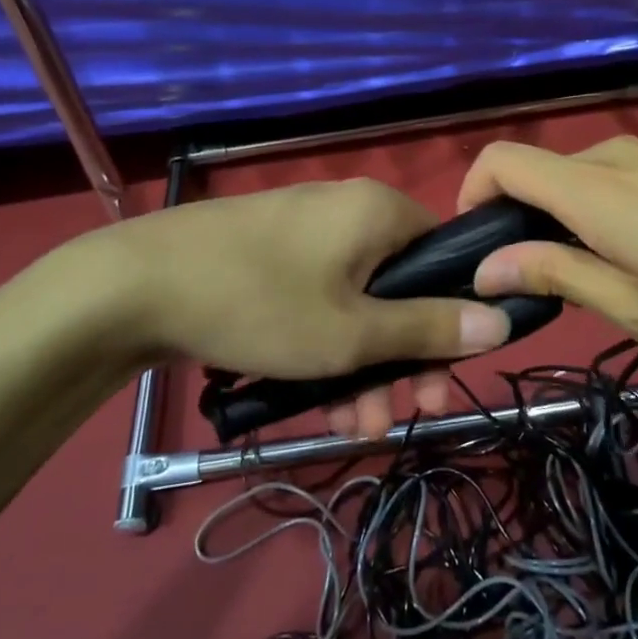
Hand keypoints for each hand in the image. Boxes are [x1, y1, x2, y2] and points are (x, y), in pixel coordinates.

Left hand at [45, 179, 510, 391]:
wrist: (136, 285)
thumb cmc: (262, 301)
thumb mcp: (353, 331)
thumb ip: (428, 328)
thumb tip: (501, 320)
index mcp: (379, 212)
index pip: (443, 256)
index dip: (450, 318)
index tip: (441, 374)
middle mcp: (348, 211)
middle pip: (398, 287)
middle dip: (400, 358)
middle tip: (397, 416)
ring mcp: (305, 232)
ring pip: (354, 303)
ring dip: (360, 365)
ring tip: (349, 426)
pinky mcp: (270, 255)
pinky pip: (317, 300)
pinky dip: (323, 346)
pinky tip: (314, 401)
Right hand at [458, 136, 637, 354]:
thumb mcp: (633, 305)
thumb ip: (554, 276)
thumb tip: (487, 267)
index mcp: (592, 188)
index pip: (501, 159)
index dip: (471, 192)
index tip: (477, 244)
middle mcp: (612, 156)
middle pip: (538, 171)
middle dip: (522, 220)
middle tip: (543, 282)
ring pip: (578, 177)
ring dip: (566, 218)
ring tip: (602, 277)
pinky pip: (615, 177)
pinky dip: (601, 210)